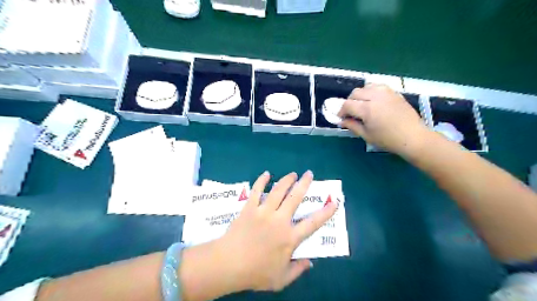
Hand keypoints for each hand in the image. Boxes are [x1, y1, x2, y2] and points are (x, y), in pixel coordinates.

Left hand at [217, 172, 334, 290]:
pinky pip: (257, 190)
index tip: (334, 202)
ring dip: (287, 180)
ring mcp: (264, 211)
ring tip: (293, 174)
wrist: (228, 264)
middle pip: (295, 197)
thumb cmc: (256, 272)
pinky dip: (261, 180)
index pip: (313, 223)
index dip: (326, 212)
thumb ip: (297, 270)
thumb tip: (310, 262)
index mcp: (289, 237)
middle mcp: (280, 220)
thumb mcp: (281, 279)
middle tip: (309, 174)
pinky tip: (266, 174)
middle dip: (304, 184)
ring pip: (278, 190)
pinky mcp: (250, 207)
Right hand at [340, 83, 430, 156]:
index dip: (341, 111)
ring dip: (360, 95)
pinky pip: (378, 86)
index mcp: (367, 109)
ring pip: (366, 87)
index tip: (341, 117)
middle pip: (355, 93)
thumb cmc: (388, 139)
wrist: (413, 137)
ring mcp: (386, 92)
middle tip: (351, 113)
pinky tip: (373, 101)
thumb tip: (341, 121)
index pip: (347, 105)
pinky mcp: (394, 92)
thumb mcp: (366, 135)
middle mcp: (375, 97)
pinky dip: (371, 91)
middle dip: (349, 102)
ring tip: (362, 105)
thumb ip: (352, 126)